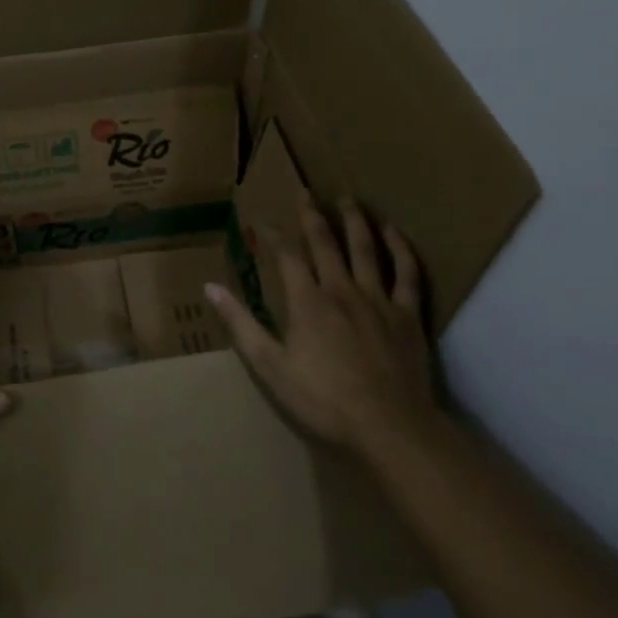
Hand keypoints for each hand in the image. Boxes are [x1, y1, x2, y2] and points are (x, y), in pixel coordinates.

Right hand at [206, 199, 439, 459]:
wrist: (388, 426)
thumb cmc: (323, 399)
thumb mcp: (270, 366)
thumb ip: (241, 324)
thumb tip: (210, 288)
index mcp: (307, 302)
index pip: (286, 256)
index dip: (273, 236)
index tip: (263, 221)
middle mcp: (341, 289)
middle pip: (325, 243)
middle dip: (312, 215)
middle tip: (306, 192)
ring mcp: (377, 299)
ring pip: (365, 249)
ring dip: (355, 221)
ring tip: (349, 199)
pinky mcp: (407, 314)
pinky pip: (406, 273)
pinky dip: (399, 249)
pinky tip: (393, 232)